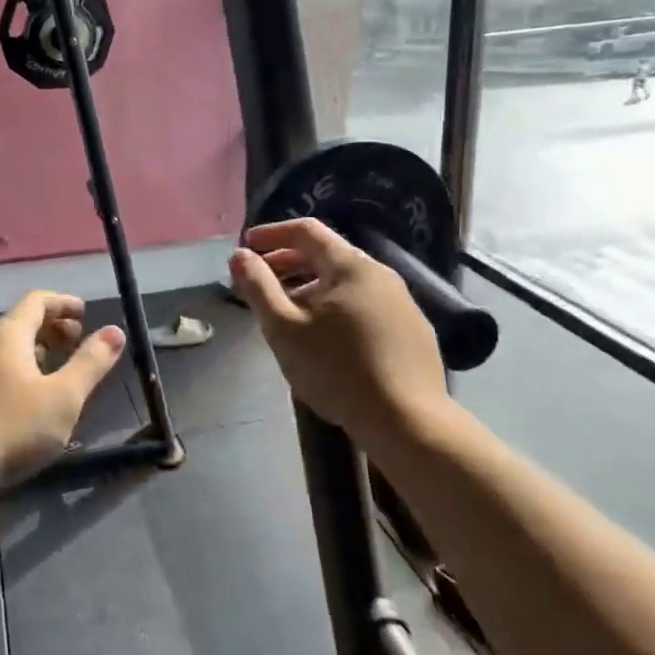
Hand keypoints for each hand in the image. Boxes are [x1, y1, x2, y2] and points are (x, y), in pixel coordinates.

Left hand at [0, 291, 125, 486]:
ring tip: (57, 370)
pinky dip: (18, 372)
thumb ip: (91, 363)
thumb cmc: (13, 426)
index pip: (37, 301)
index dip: (63, 303)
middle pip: (20, 323)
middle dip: (51, 327)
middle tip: (76, 341)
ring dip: (35, 352)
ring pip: (6, 350)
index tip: (84, 313)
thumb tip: (115, 331)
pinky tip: (28, 399)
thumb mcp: (64, 396)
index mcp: (8, 335)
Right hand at [229, 218, 447, 441]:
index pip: (307, 231)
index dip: (272, 234)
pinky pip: (367, 306)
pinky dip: (338, 308)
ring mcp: (403, 303)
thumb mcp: (283, 328)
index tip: (248, 245)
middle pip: (327, 255)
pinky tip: (328, 338)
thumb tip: (240, 255)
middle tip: (261, 281)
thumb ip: (258, 286)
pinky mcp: (414, 332)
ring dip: (312, 288)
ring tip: (289, 312)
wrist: (409, 423)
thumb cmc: (337, 369)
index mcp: (350, 265)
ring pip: (347, 283)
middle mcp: (381, 274)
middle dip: (289, 263)